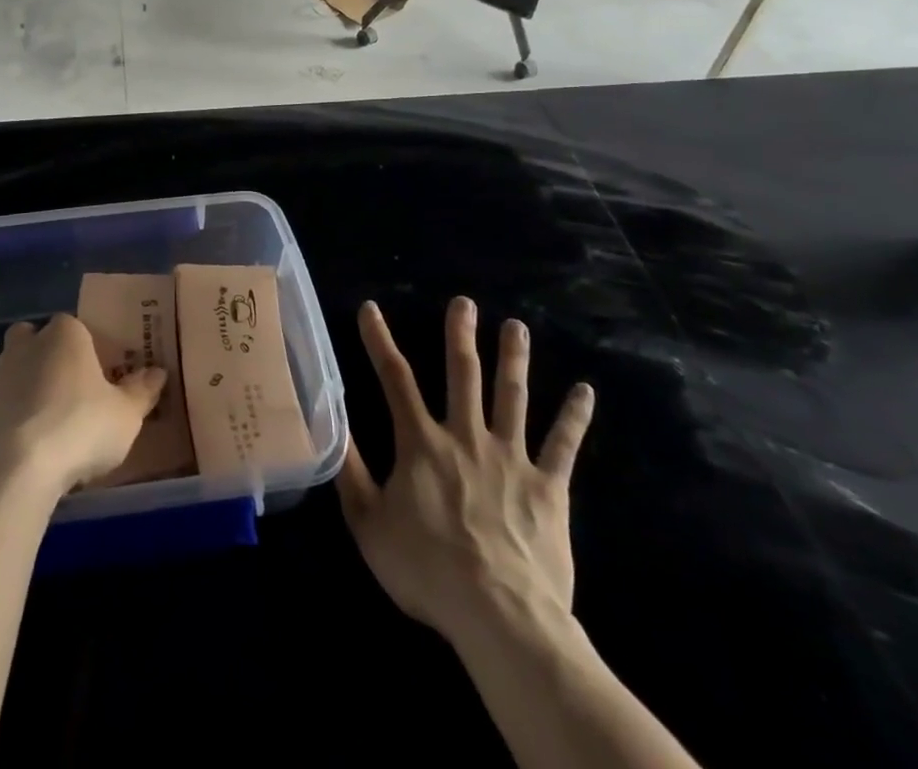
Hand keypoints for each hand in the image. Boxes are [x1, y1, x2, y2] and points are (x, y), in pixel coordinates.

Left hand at [0, 314, 165, 499]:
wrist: (10, 473)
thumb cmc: (78, 430)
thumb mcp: (125, 416)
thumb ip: (141, 392)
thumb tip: (157, 372)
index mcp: (64, 336)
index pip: (74, 326)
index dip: (84, 348)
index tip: (94, 377)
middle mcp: (23, 346)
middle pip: (31, 340)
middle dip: (42, 357)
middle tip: (63, 394)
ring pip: (7, 373)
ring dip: (20, 392)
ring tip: (41, 432)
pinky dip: (1, 423)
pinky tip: (16, 454)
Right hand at [338, 298, 593, 646]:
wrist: (500, 615)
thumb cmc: (427, 570)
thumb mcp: (369, 524)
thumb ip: (351, 470)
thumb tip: (332, 423)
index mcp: (421, 443)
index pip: (394, 378)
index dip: (379, 340)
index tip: (371, 308)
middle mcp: (466, 436)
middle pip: (462, 374)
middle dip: (460, 335)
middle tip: (464, 302)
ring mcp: (511, 458)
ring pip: (512, 396)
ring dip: (513, 358)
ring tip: (516, 326)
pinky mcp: (548, 487)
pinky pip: (564, 446)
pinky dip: (574, 417)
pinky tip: (585, 390)